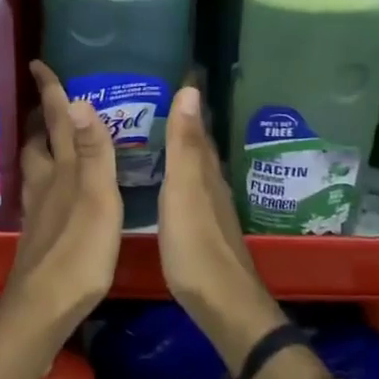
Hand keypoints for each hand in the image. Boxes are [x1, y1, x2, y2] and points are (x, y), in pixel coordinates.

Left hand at [7, 61, 122, 328]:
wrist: (45, 304)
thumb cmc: (79, 251)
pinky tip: (55, 188)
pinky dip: (46, 177)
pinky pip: (40, 191)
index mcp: (62, 170)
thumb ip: (92, 152)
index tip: (37, 63)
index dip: (49, 91)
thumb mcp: (97, 198)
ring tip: (51, 139)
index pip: (54, 121)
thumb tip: (78, 101)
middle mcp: (45, 183)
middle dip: (40, 119)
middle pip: (37, 142)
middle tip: (49, 103)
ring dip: (40, 147)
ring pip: (35, 167)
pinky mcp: (39, 232)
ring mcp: (39, 209)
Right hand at [158, 85, 283, 364]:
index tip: (177, 75)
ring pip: (195, 168)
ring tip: (157, 132)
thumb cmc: (196, 245)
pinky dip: (178, 176)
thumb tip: (190, 90)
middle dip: (184, 122)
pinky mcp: (202, 231)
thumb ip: (184, 145)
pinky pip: (189, 190)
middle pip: (199, 147)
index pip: (197, 127)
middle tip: (159, 99)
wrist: (222, 304)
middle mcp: (211, 185)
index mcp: (205, 172)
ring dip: (181, 149)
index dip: (188, 104)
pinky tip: (167, 182)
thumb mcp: (184, 190)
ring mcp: (209, 210)